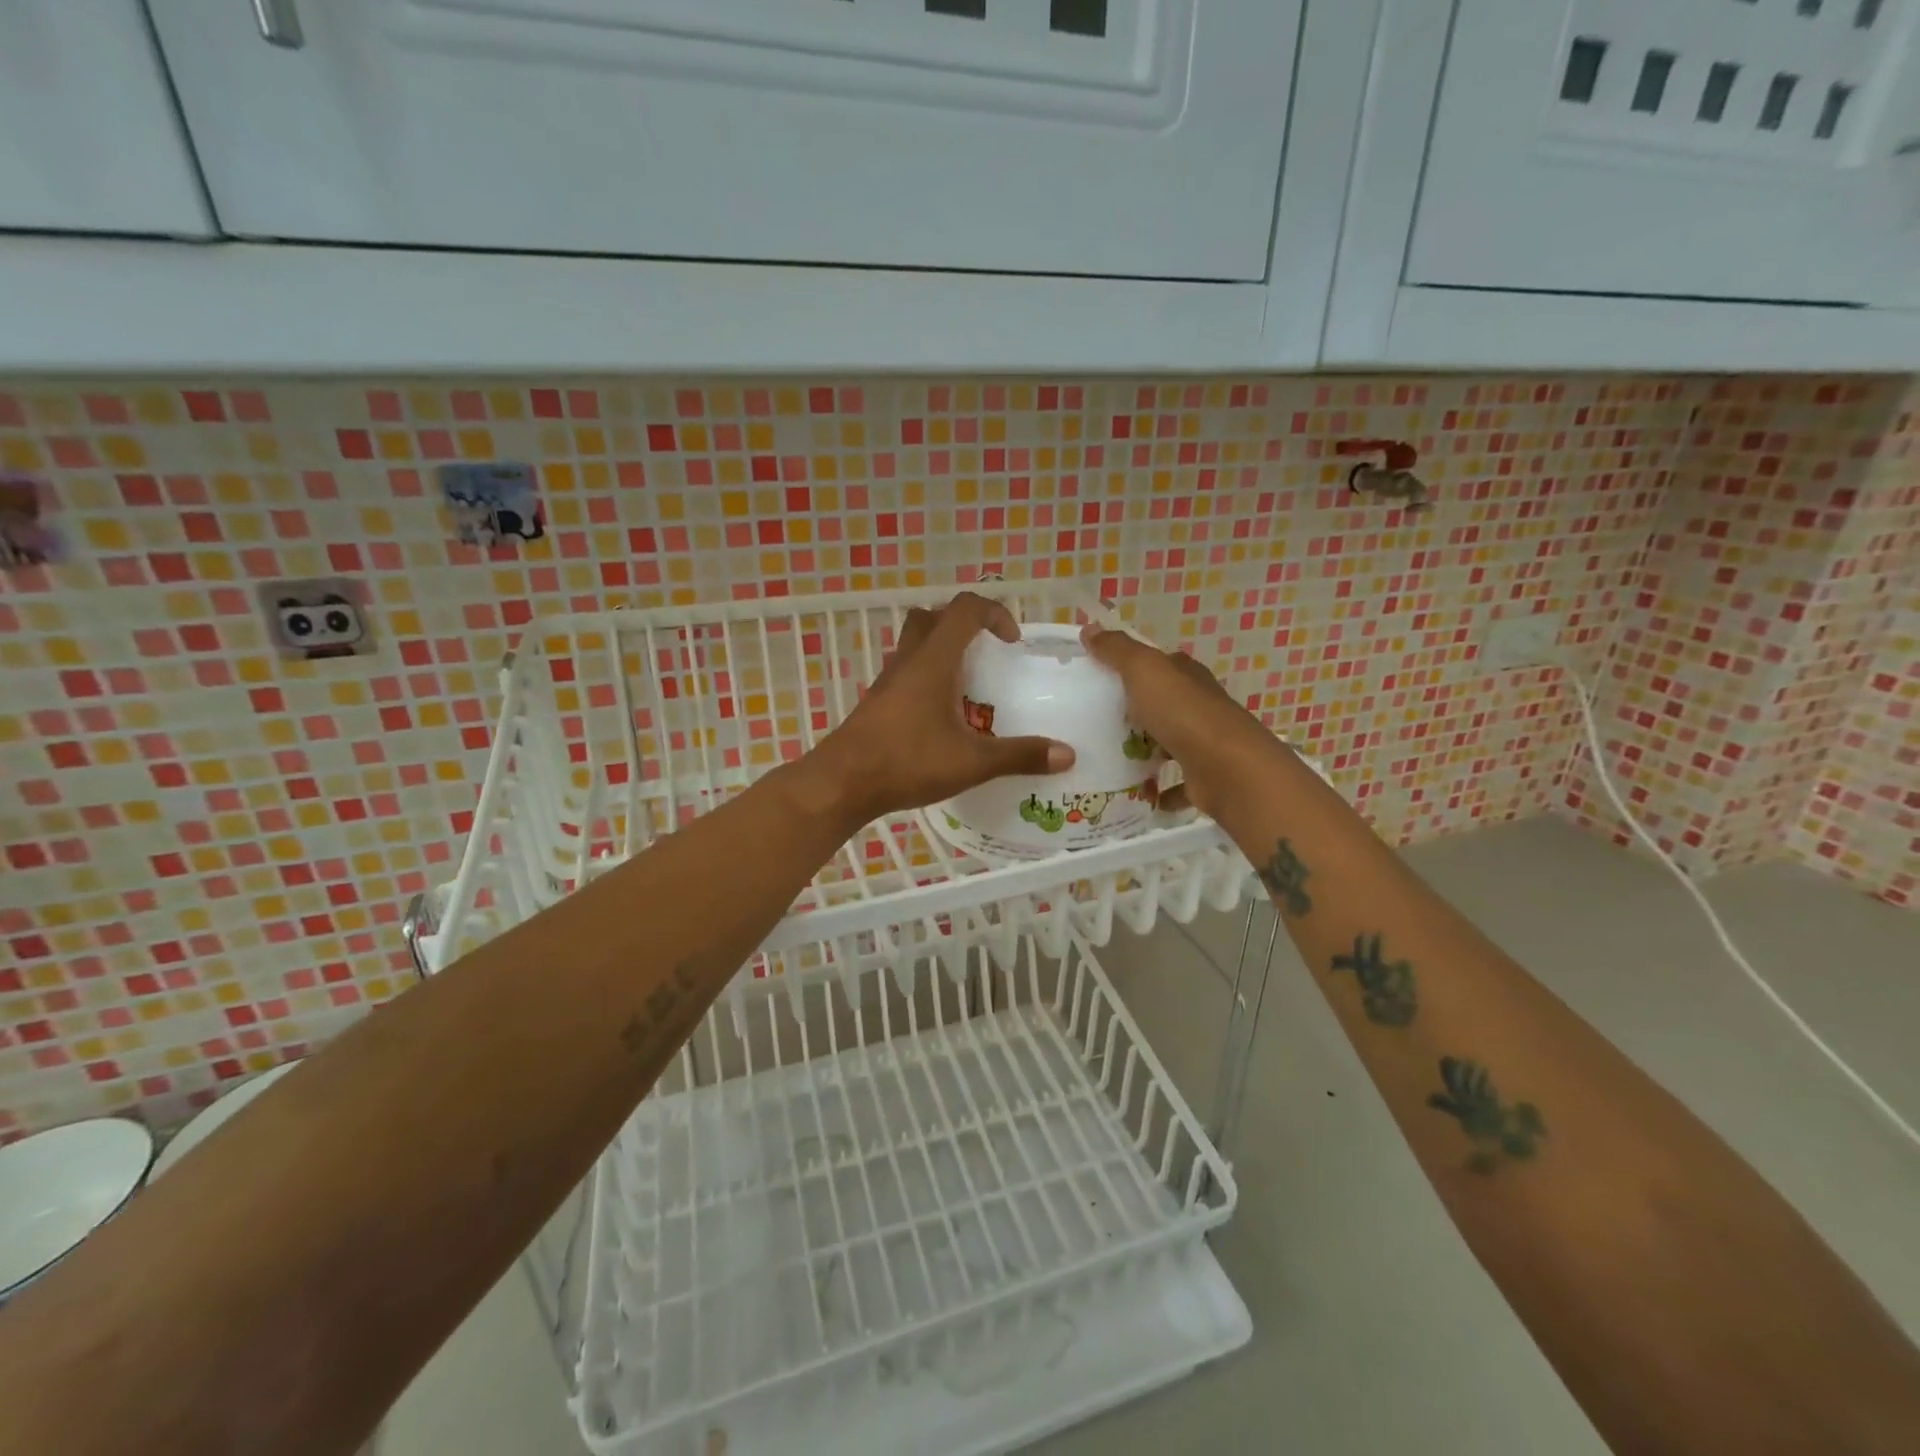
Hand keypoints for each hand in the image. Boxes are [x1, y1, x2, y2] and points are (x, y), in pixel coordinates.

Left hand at [807, 593, 1074, 826]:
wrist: (842, 783)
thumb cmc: (907, 762)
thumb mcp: (972, 762)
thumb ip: (1020, 755)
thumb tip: (1068, 754)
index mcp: (933, 661)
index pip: (965, 610)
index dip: (994, 613)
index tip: (1012, 641)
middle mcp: (908, 661)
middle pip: (933, 618)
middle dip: (964, 625)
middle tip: (986, 653)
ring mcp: (887, 680)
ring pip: (915, 644)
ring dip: (942, 650)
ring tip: (967, 686)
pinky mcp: (876, 701)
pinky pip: (906, 672)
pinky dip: (927, 677)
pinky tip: (940, 715)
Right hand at [1080, 623, 1271, 820]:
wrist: (1227, 768)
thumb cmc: (1183, 713)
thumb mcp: (1144, 670)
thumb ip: (1117, 650)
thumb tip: (1090, 628)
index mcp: (1186, 676)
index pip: (1158, 664)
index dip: (1130, 667)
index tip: (1097, 678)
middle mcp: (1198, 706)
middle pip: (1160, 704)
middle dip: (1132, 712)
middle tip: (1091, 723)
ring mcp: (1202, 743)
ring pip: (1166, 743)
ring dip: (1143, 751)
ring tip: (1105, 759)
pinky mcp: (1201, 777)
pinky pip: (1173, 783)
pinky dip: (1157, 789)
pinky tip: (1134, 793)